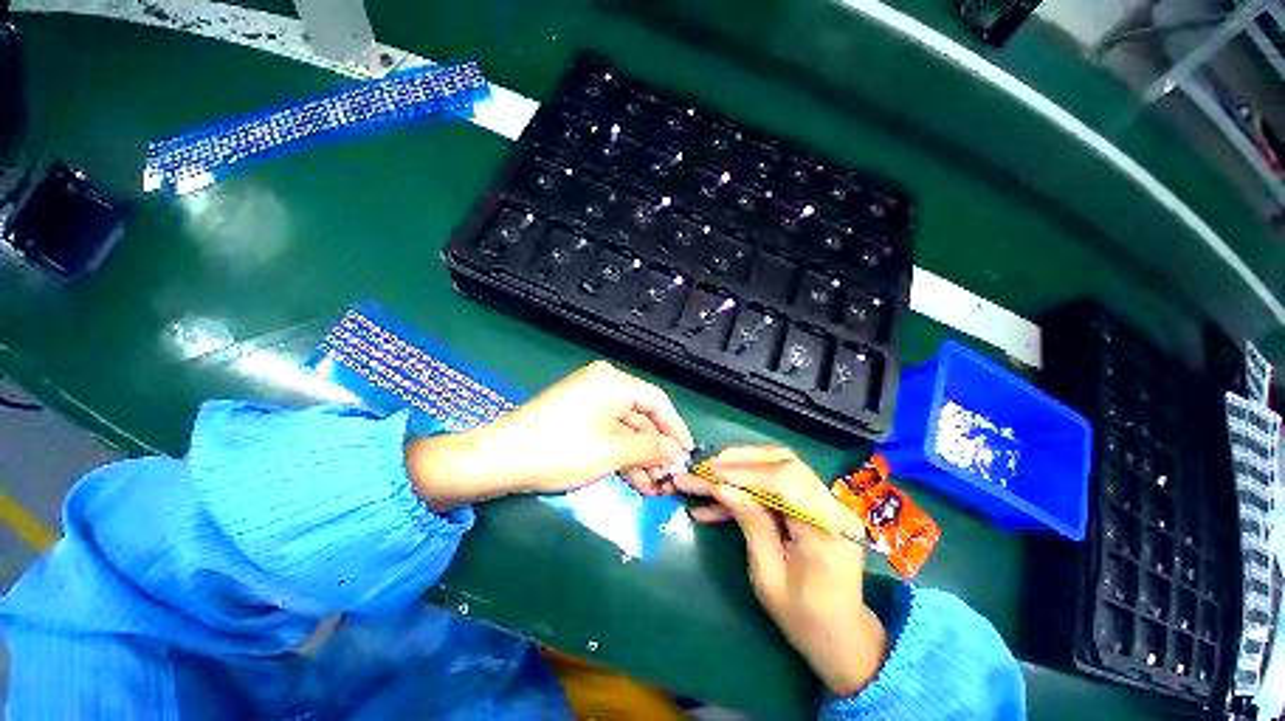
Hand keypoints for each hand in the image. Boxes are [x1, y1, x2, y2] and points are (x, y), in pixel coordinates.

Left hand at [407, 361, 693, 508]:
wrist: (498, 460)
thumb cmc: (561, 450)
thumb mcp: (612, 452)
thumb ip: (650, 449)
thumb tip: (677, 452)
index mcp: (613, 381)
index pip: (657, 401)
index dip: (675, 428)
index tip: (689, 453)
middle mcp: (602, 384)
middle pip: (641, 416)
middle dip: (656, 449)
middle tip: (670, 477)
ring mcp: (588, 401)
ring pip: (624, 429)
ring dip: (639, 457)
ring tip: (655, 487)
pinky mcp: (576, 418)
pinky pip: (607, 433)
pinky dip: (620, 455)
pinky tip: (635, 481)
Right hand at [674, 447, 886, 696]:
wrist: (840, 635)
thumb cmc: (804, 617)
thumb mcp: (768, 576)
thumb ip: (750, 524)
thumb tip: (722, 487)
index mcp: (826, 528)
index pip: (784, 479)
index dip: (743, 471)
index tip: (708, 472)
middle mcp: (831, 505)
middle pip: (783, 461)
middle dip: (739, 461)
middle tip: (705, 467)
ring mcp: (824, 501)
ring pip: (778, 465)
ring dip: (740, 467)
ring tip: (706, 477)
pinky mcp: (813, 503)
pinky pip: (777, 482)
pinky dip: (747, 485)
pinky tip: (717, 497)